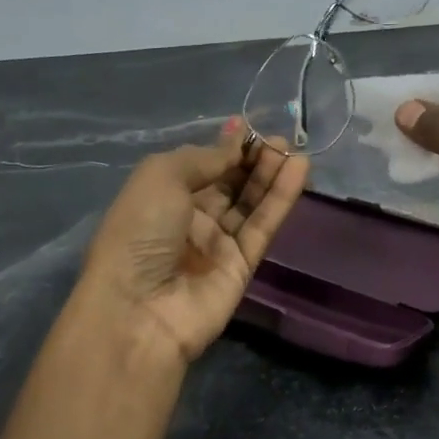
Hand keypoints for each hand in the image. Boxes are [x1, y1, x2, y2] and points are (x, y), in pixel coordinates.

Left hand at [79, 121, 308, 366]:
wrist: (139, 310)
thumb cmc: (139, 233)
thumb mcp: (161, 177)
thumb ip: (205, 157)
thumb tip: (235, 140)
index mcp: (162, 195)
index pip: (202, 165)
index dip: (226, 146)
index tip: (251, 128)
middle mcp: (189, 218)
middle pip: (230, 182)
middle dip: (253, 159)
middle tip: (280, 140)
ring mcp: (217, 243)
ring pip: (250, 203)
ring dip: (272, 175)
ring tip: (293, 151)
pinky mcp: (243, 265)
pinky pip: (264, 225)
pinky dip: (281, 198)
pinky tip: (298, 171)